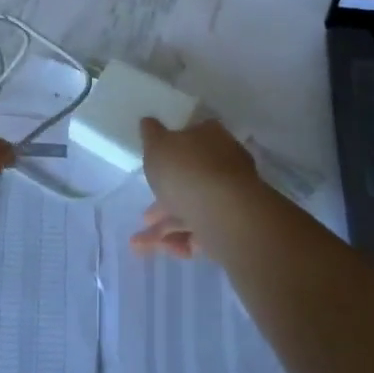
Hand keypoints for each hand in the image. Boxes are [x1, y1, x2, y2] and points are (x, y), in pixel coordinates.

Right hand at [131, 118, 262, 260]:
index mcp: (210, 137)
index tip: (151, 168)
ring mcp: (231, 196)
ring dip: (166, 227)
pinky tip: (166, 250)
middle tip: (144, 216)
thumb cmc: (186, 170)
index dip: (168, 153)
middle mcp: (225, 164)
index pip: (191, 138)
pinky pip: (204, 231)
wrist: (224, 214)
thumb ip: (151, 134)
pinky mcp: (234, 226)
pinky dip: (183, 241)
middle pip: (190, 179)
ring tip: (139, 245)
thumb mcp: (157, 145)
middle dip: (163, 200)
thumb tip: (148, 122)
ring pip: (194, 208)